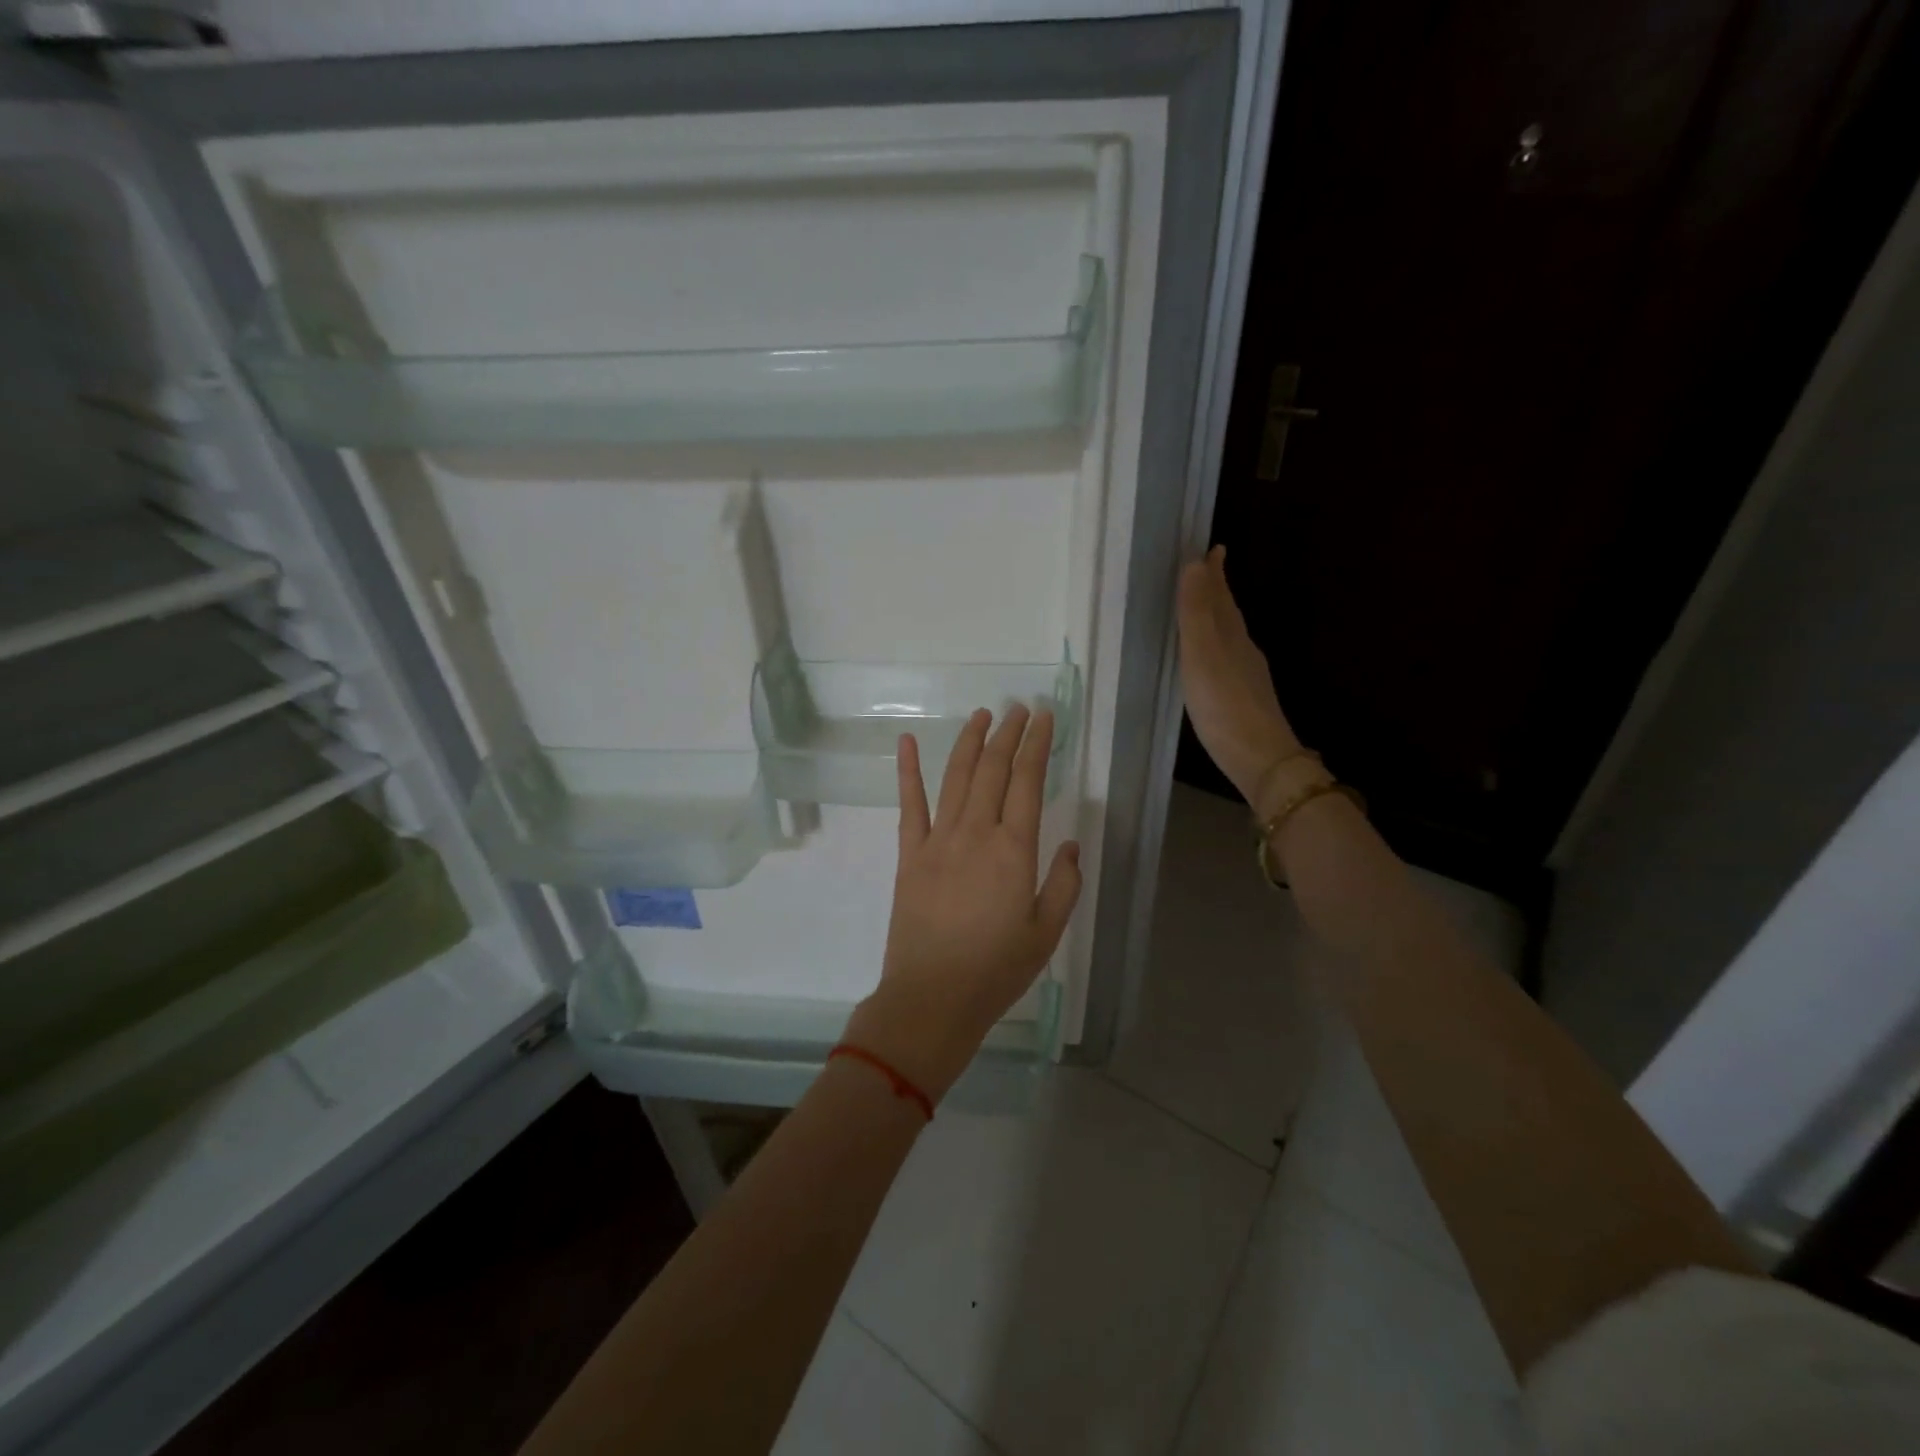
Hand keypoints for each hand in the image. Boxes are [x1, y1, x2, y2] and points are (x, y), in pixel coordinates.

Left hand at [843, 706, 1081, 1102]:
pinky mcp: (909, 854)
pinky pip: (909, 804)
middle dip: (1008, 734)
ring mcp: (938, 840)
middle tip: (1018, 708)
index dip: (1037, 745)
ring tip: (982, 715)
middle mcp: (976, 833)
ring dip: (970, 742)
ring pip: (955, 777)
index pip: (1028, 782)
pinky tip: (906, 742)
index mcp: (1014, 850)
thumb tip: (1067, 844)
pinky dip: (907, 771)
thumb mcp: (1046, 933)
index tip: (1045, 717)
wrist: (932, 997)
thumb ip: (1062, 884)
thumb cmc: (996, 970)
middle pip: (992, 770)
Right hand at [1177, 545, 1303, 813]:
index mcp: (1232, 637)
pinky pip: (1228, 660)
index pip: (1221, 597)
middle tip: (1209, 568)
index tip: (1213, 548)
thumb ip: (1197, 613)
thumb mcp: (1203, 656)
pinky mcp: (1244, 700)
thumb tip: (1196, 563)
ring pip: (1230, 636)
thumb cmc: (1224, 706)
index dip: (1215, 574)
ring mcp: (1246, 677)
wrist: (1261, 758)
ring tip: (1208, 606)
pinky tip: (1214, 660)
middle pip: (1229, 614)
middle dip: (1218, 590)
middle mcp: (1243, 651)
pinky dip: (1218, 647)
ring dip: (1219, 617)